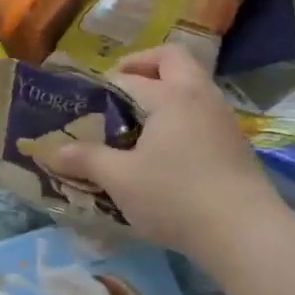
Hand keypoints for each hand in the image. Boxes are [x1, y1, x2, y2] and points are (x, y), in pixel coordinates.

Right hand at [51, 43, 286, 258]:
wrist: (245, 234)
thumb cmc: (175, 196)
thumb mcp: (119, 179)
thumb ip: (84, 159)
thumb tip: (50, 151)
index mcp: (172, 95)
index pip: (128, 77)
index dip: (99, 86)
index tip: (79, 103)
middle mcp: (201, 97)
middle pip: (172, 60)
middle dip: (141, 66)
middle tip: (115, 89)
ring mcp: (223, 120)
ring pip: (191, 87)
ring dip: (163, 93)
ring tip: (134, 123)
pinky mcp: (234, 145)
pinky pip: (200, 113)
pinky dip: (178, 117)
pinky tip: (162, 151)